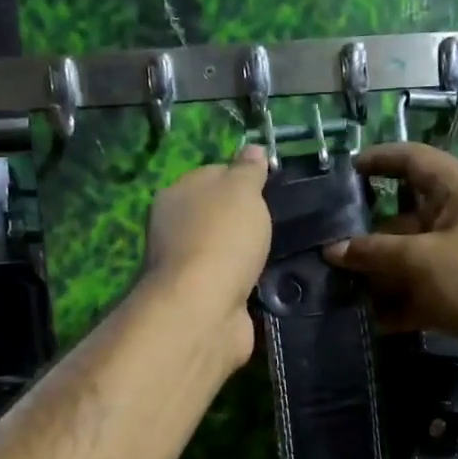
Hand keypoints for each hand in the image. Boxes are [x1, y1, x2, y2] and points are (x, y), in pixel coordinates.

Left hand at [143, 146, 271, 371]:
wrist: (205, 309)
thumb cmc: (222, 238)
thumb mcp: (241, 190)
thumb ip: (248, 170)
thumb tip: (253, 149)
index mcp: (176, 195)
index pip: (212, 176)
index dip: (241, 180)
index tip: (271, 190)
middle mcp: (174, 230)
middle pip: (217, 216)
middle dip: (245, 221)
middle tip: (283, 223)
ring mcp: (187, 269)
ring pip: (225, 253)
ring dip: (248, 256)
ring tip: (283, 255)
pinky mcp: (203, 302)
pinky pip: (232, 284)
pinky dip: (248, 285)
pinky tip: (270, 285)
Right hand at [324, 143, 457, 362]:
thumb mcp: (421, 259)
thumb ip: (374, 252)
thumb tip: (332, 250)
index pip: (415, 160)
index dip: (380, 160)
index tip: (347, 170)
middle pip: (406, 217)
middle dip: (369, 235)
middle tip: (329, 248)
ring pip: (411, 258)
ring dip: (380, 275)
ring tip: (342, 287)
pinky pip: (423, 290)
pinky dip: (400, 303)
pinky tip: (373, 320)